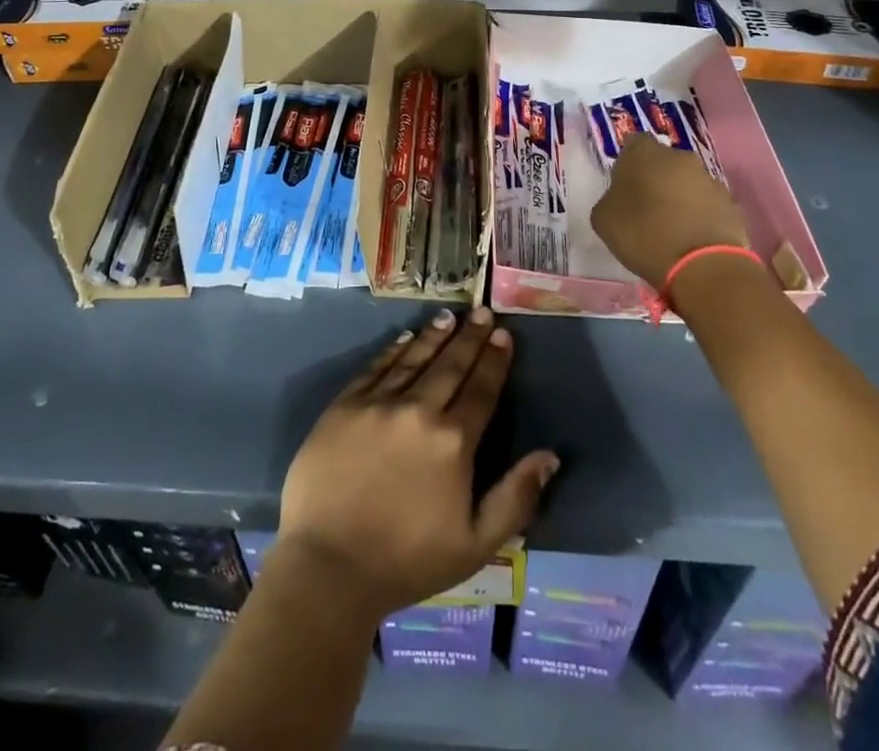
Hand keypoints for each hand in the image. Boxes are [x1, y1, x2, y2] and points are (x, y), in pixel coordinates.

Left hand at [276, 307, 559, 619]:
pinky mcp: (344, 406)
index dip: (495, 361)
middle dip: (470, 337)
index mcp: (453, 442)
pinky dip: (393, 350)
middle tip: (483, 311)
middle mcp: (418, 410)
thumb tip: (550, 456)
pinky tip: (405, 338)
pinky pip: (375, 368)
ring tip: (450, 316)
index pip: (481, 390)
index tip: (505, 335)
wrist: (328, 566)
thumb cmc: (407, 561)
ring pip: (413, 358)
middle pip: (451, 365)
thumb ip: (516, 498)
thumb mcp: (476, 544)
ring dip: (434, 336)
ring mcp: (377, 404)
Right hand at [590, 132, 748, 289]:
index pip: (634, 143)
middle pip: (663, 161)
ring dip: (678, 197)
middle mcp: (680, 157)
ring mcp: (709, 179)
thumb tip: (622, 197)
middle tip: (644, 207)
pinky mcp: (731, 204)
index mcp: (645, 153)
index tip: (623, 185)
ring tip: (669, 228)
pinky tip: (690, 239)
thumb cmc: (644, 236)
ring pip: (686, 182)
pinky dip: (698, 215)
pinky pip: (706, 203)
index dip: (627, 163)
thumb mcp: (603, 219)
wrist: (703, 268)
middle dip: (655, 178)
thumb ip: (610, 198)